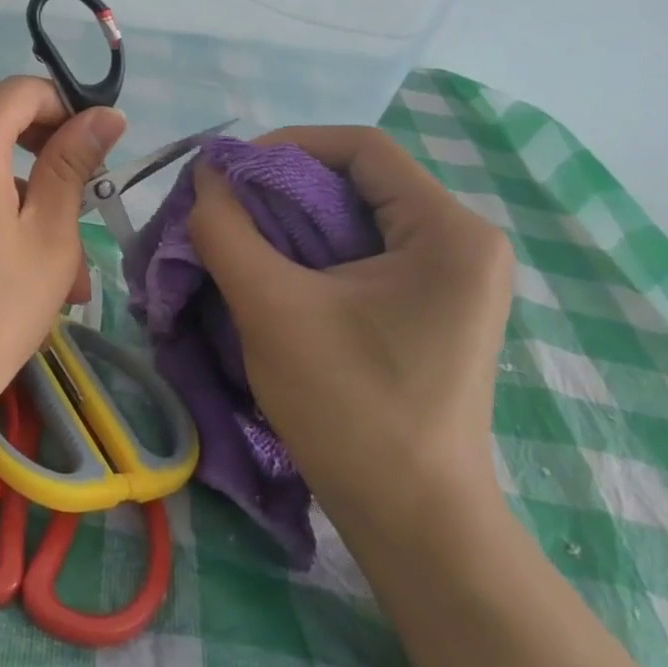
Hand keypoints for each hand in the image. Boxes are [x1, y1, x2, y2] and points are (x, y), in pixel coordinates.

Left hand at [0, 78, 125, 429]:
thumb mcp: (48, 240)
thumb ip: (72, 166)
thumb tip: (105, 115)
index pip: (22, 90)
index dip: (66, 109)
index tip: (97, 153)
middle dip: (43, 144)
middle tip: (81, 197)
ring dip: (21, 183)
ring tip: (64, 260)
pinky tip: (17, 259)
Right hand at [188, 126, 513, 548]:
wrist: (413, 521)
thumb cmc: (350, 407)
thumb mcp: (271, 307)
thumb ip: (226, 230)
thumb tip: (205, 175)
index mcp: (448, 232)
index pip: (362, 149)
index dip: (286, 145)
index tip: (227, 172)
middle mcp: (462, 244)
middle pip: (358, 181)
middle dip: (281, 187)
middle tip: (222, 206)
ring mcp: (450, 280)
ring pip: (354, 218)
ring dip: (289, 221)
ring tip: (236, 238)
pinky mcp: (429, 308)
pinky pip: (361, 254)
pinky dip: (309, 252)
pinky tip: (270, 273)